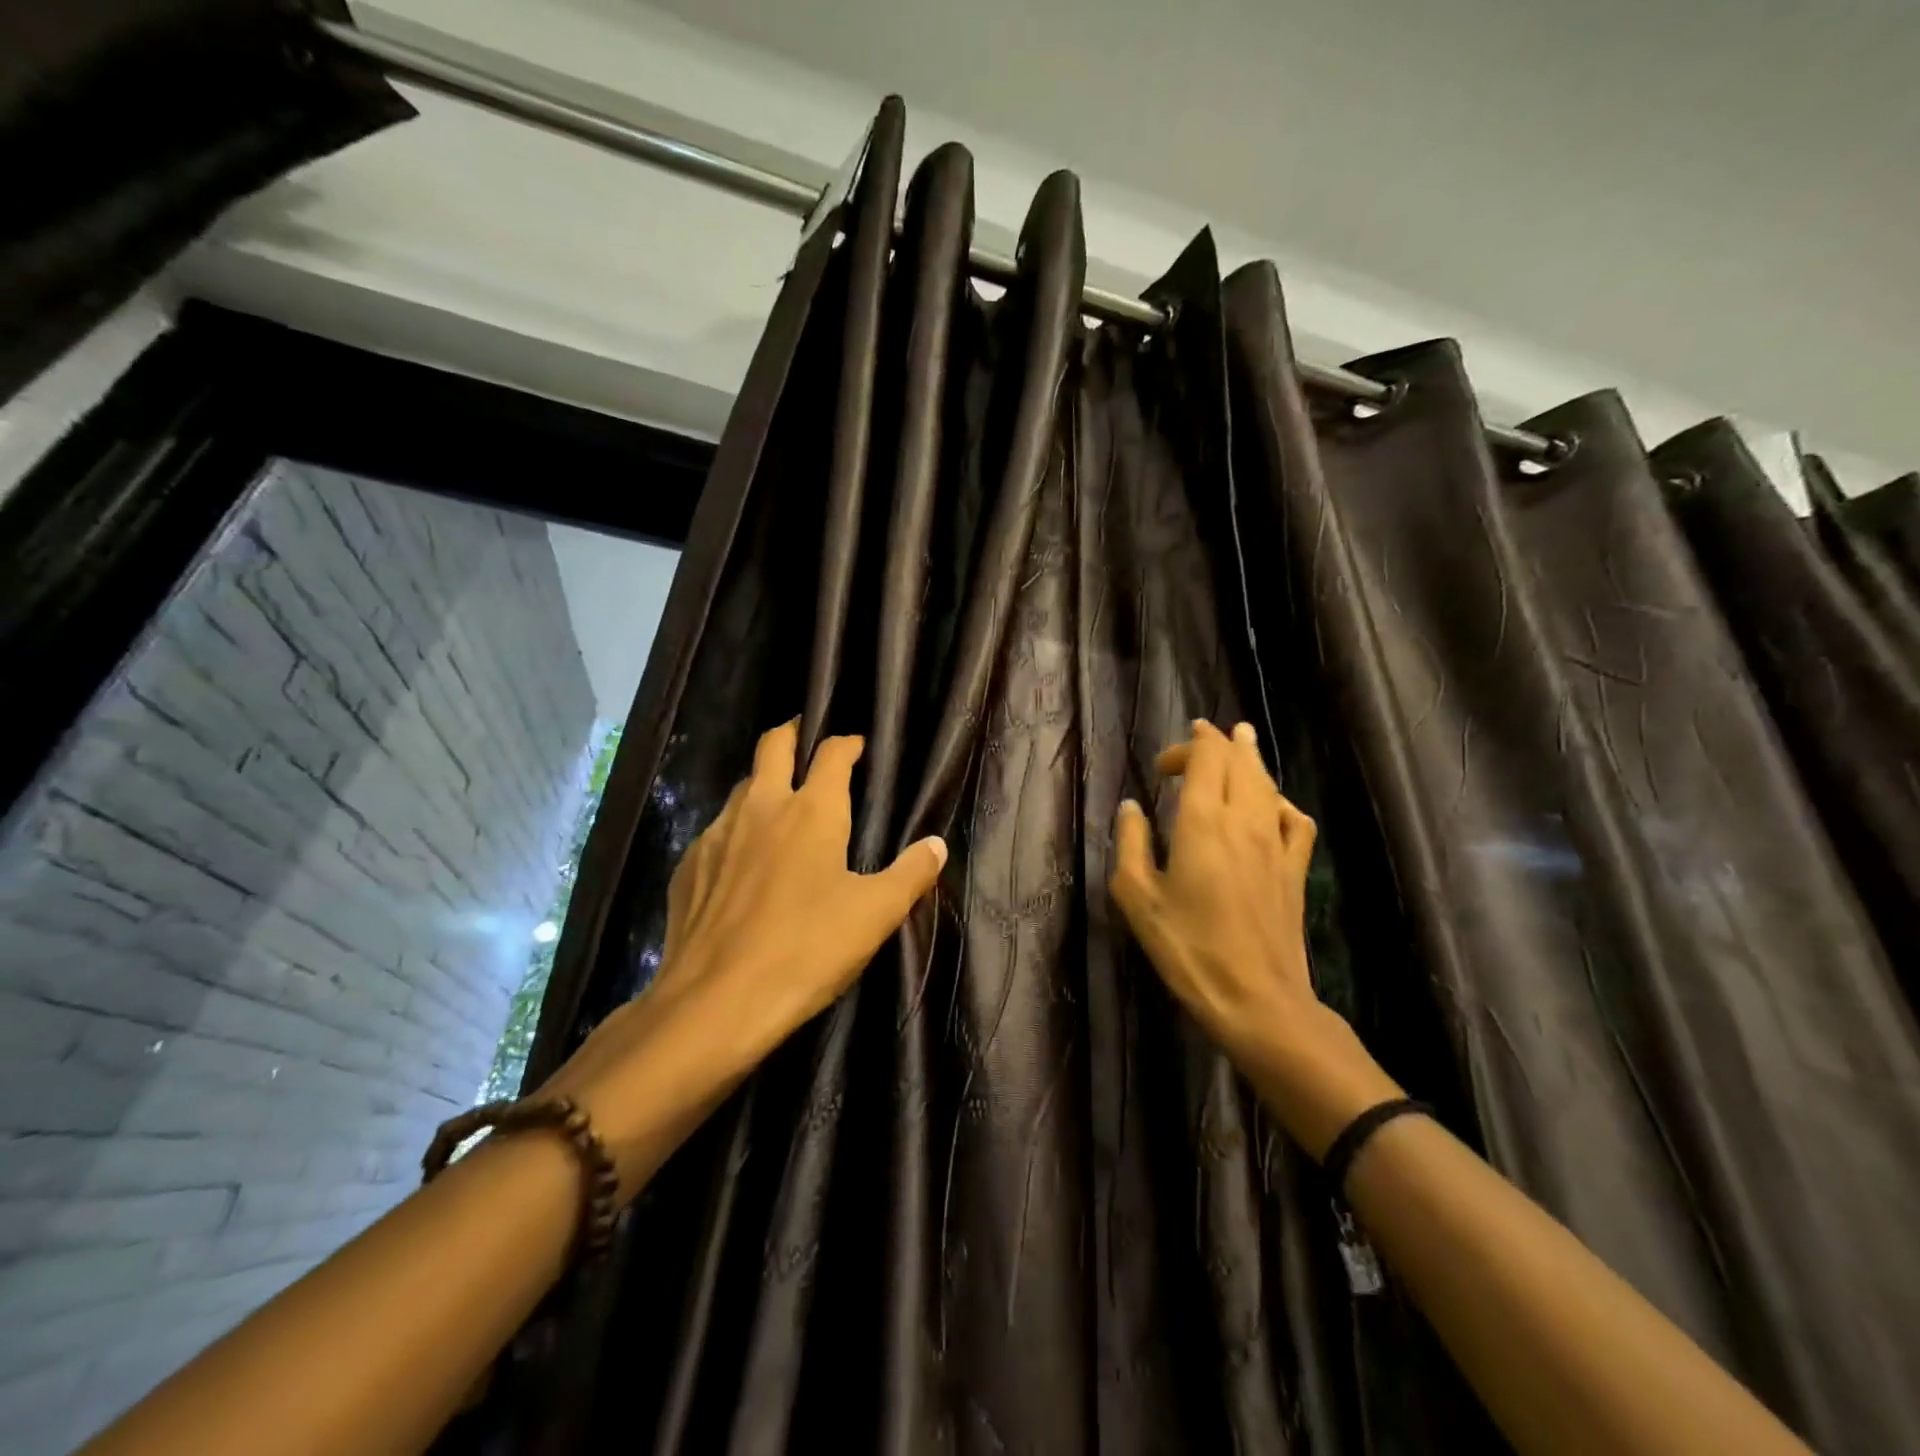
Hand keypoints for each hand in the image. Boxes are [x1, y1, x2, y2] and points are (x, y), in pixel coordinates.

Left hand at [546, 721, 946, 1194]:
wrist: (715, 1003)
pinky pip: (716, 831)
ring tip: (779, 804)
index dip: (847, 742)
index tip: (857, 746)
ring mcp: (718, 833)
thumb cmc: (806, 950)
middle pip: (773, 745)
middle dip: (793, 733)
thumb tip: (936, 845)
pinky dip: (736, 830)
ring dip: (763, 783)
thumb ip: (910, 874)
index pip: (832, 753)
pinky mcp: (688, 866)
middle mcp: (761, 807)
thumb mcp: (874, 915)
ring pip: (741, 786)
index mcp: (812, 811)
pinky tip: (741, 863)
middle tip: (807, 739)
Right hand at [1110, 719, 1398, 1156]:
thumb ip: (1131, 843)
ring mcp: (1275, 844)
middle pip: (1238, 761)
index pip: (1205, 758)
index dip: (1187, 746)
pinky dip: (1280, 801)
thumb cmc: (1188, 949)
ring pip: (1267, 783)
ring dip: (1250, 759)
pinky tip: (1271, 806)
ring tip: (1241, 742)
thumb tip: (1130, 807)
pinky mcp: (1294, 869)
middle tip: (1202, 733)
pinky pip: (1294, 819)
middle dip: (1218, 741)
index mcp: (1202, 822)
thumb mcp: (1138, 898)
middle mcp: (1243, 820)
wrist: (1257, 999)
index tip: (1162, 765)